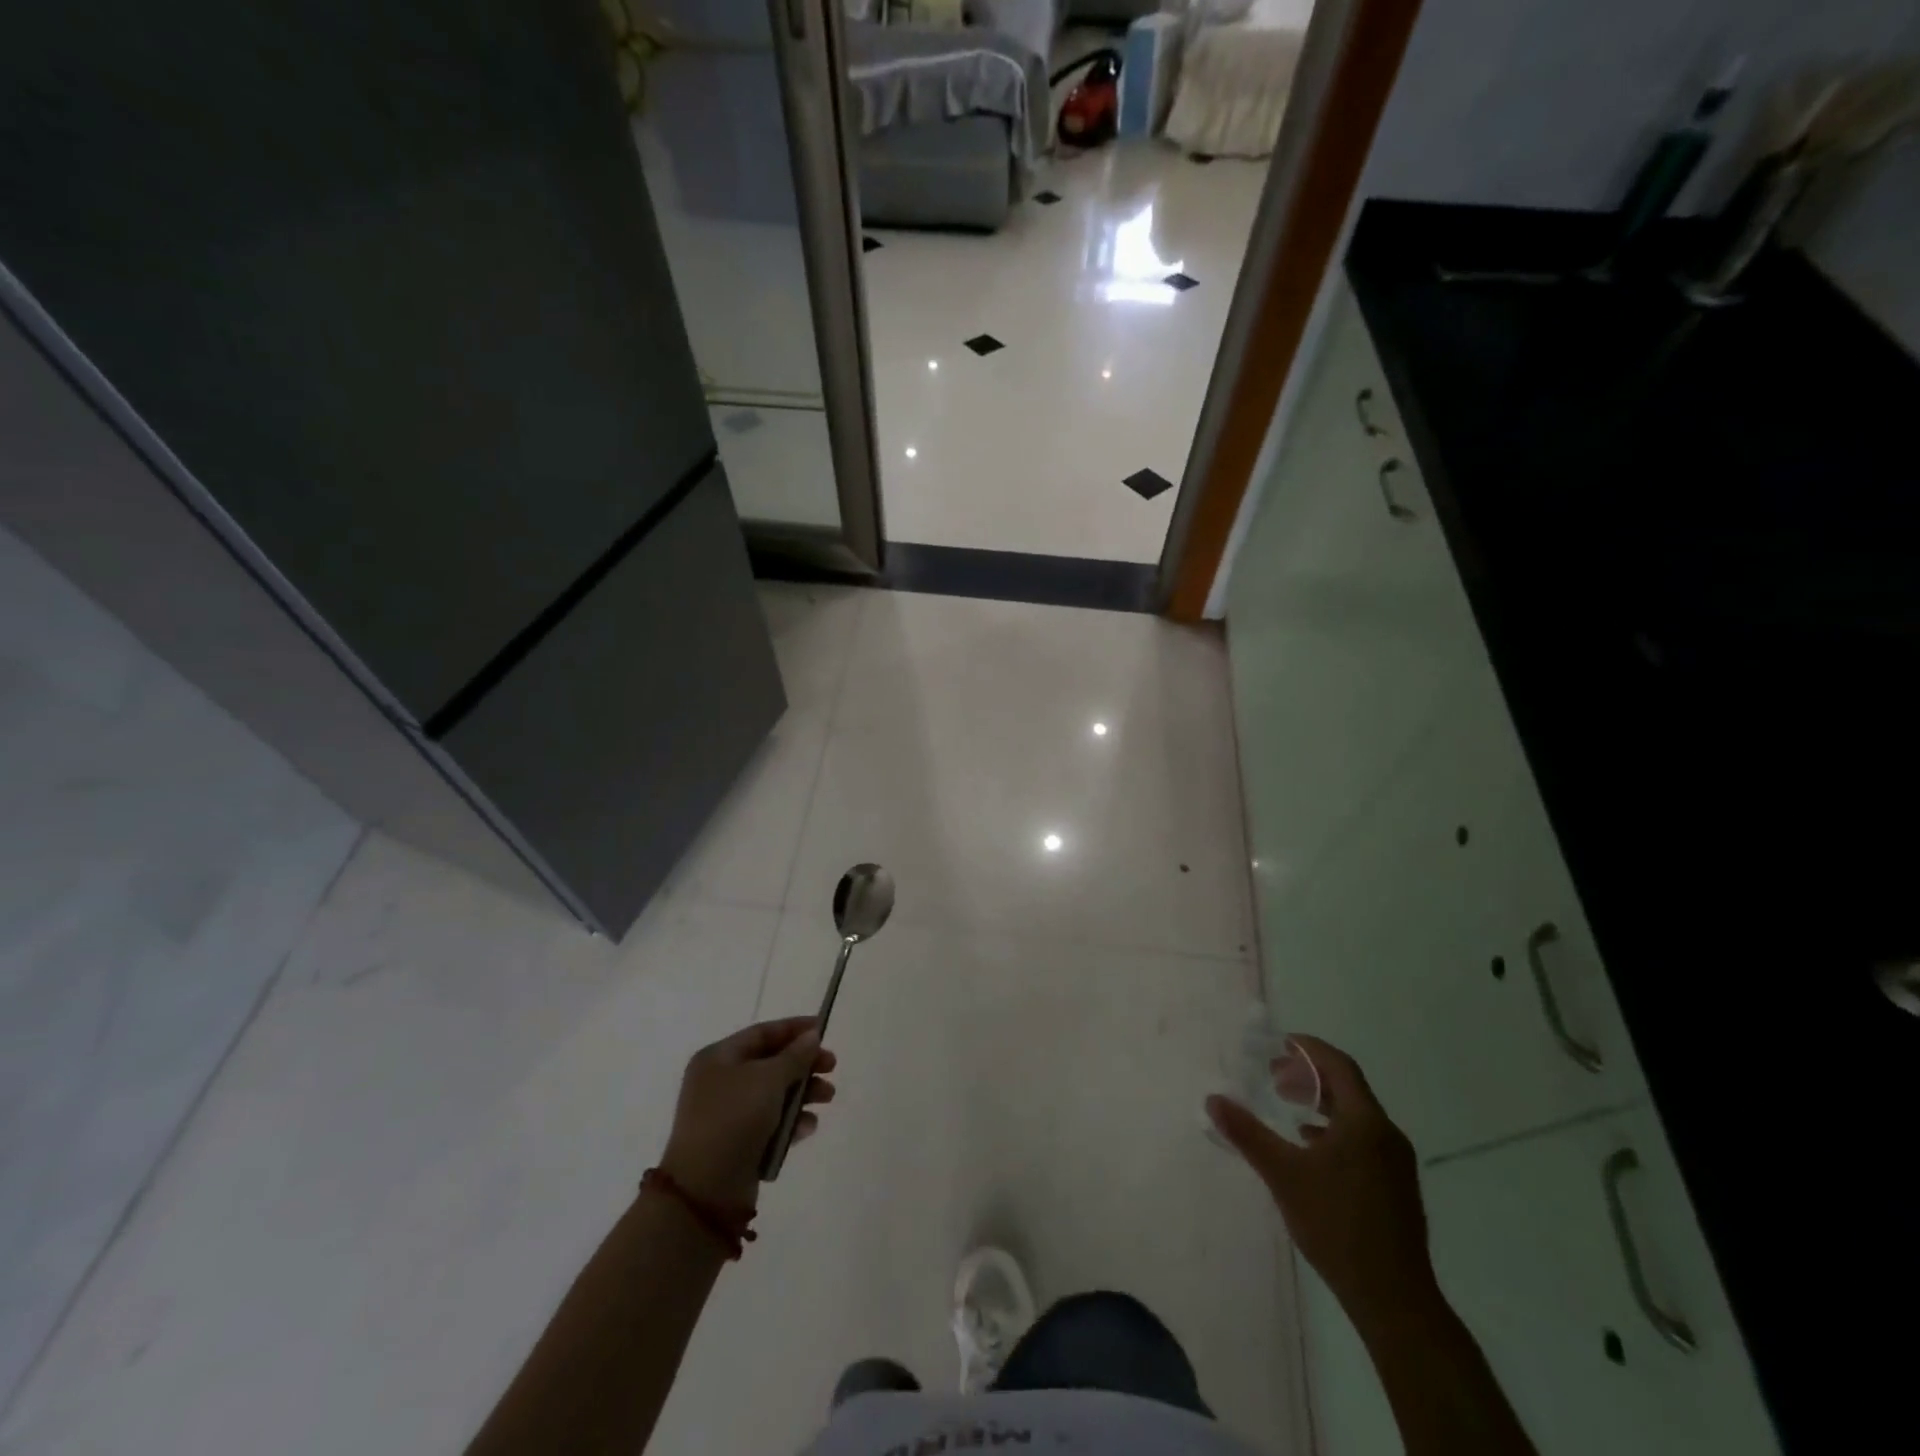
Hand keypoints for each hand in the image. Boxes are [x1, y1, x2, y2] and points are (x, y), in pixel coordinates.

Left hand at [660, 1017, 836, 1211]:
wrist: (705, 1190)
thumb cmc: (734, 1119)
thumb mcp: (769, 1078)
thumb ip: (795, 1055)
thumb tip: (812, 1036)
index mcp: (718, 1058)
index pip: (762, 1033)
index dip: (795, 1029)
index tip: (824, 1031)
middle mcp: (720, 1082)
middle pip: (771, 1063)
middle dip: (804, 1065)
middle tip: (831, 1068)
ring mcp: (728, 1114)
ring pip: (774, 1094)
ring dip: (803, 1093)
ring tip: (827, 1098)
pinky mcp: (738, 1143)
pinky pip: (770, 1123)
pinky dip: (791, 1122)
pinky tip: (808, 1127)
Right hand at [1207, 1035, 1434, 1326]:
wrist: (1394, 1300)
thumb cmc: (1337, 1226)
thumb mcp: (1283, 1175)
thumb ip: (1247, 1133)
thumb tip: (1213, 1099)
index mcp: (1365, 1122)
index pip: (1338, 1065)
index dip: (1309, 1049)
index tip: (1279, 1044)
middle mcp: (1386, 1134)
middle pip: (1347, 1087)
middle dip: (1310, 1075)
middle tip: (1274, 1076)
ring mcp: (1396, 1162)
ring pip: (1355, 1114)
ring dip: (1321, 1102)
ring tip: (1288, 1106)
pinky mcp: (1396, 1186)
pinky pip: (1362, 1138)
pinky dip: (1333, 1129)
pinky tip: (1310, 1146)